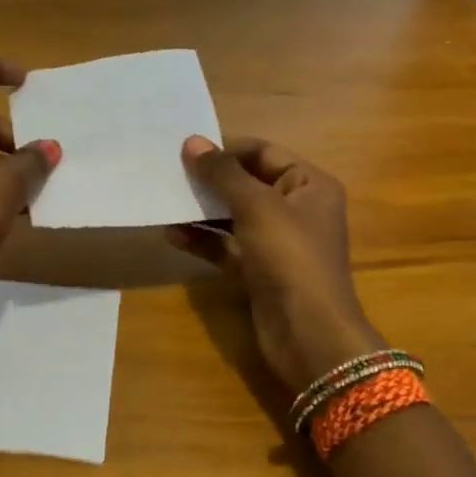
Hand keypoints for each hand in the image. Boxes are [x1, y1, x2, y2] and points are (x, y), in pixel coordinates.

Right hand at [167, 136, 384, 396]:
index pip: (263, 153)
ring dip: (202, 210)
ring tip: (165, 201)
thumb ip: (223, 174)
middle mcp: (296, 209)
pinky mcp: (259, 270)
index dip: (226, 150)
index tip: (186, 151)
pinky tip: (173, 235)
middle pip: (246, 183)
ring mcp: (277, 242)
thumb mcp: (257, 207)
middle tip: (169, 173)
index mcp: (310, 184)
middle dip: (210, 180)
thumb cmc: (290, 258)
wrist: (309, 335)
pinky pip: (227, 246)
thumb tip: (192, 142)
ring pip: (233, 216)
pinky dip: (203, 240)